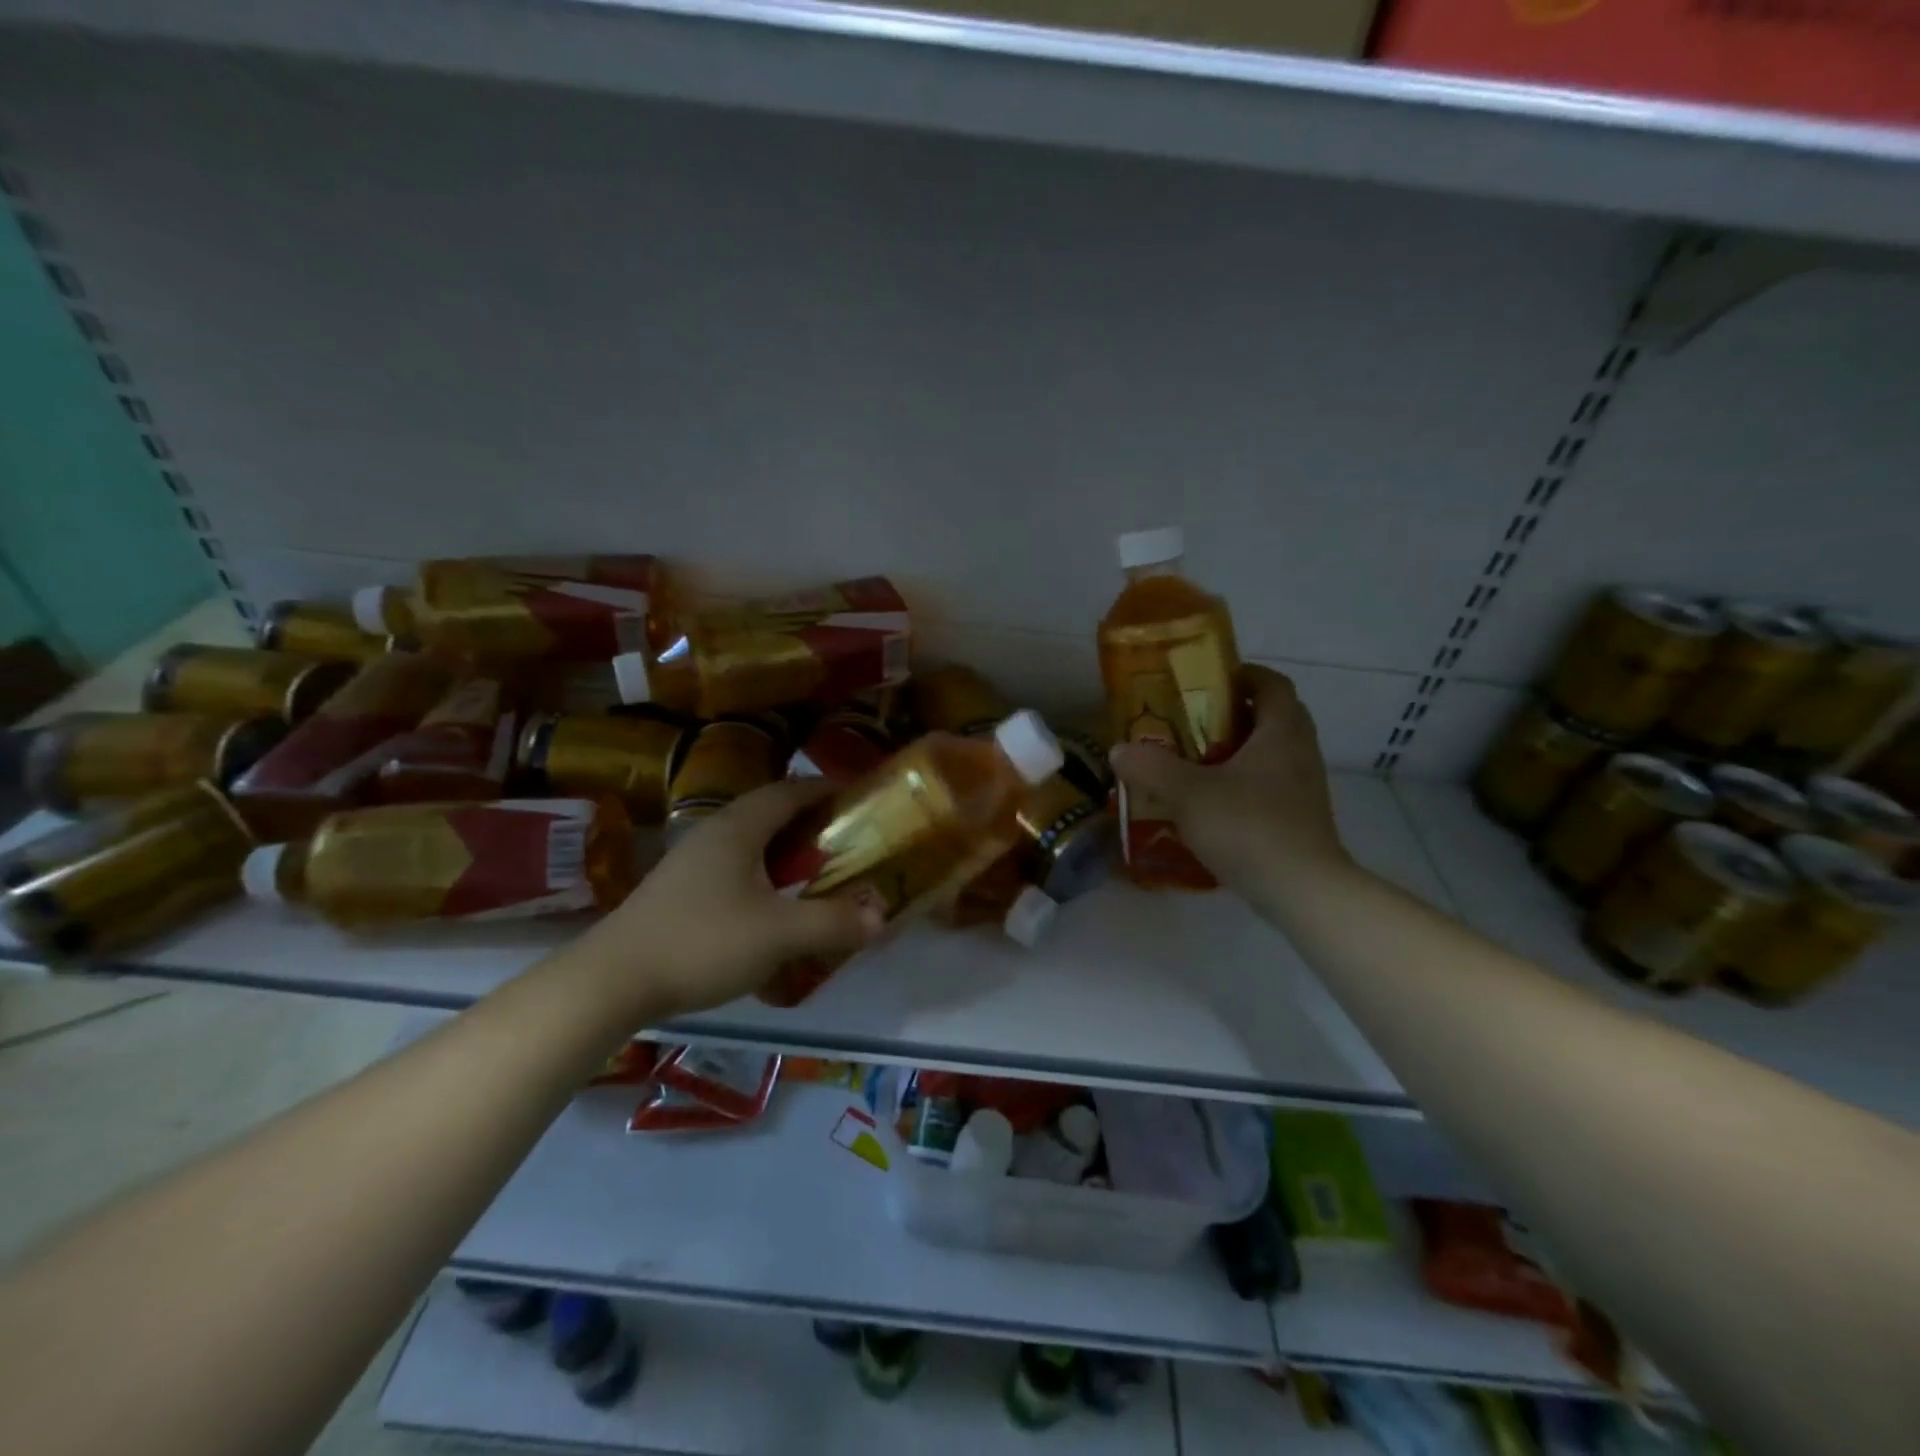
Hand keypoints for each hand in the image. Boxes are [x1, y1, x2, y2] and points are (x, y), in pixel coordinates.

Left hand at [572, 780, 884, 1023]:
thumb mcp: (778, 935)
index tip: (858, 797)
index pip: (790, 790)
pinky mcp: (678, 888)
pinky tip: (770, 902)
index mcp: (739, 827)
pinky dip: (761, 870)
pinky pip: (732, 864)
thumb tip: (881, 916)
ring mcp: (690, 859)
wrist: (612, 980)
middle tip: (844, 838)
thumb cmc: (702, 943)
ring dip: (783, 847)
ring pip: (748, 839)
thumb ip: (832, 923)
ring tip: (814, 869)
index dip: (826, 789)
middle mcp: (714, 832)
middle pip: (769, 811)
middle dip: (809, 819)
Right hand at [1109, 664, 1350, 896]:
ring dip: (1235, 751)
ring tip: (1191, 763)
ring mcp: (1304, 787)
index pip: (1270, 683)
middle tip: (1189, 723)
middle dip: (1230, 714)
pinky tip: (1208, 804)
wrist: (1303, 892)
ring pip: (1268, 753)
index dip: (1241, 674)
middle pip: (1270, 716)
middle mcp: (1299, 751)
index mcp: (1281, 731)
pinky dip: (1241, 784)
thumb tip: (1119, 750)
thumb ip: (1151, 767)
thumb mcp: (1189, 794)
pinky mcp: (1299, 818)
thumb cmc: (1250, 828)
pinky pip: (1268, 785)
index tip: (1205, 682)